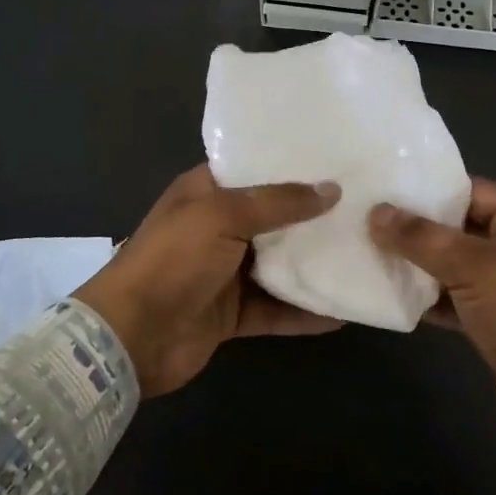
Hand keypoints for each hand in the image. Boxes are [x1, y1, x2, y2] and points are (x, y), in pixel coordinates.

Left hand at [74, 164, 342, 396]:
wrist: (131, 337)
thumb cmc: (173, 260)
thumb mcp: (223, 216)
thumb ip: (277, 202)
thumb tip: (331, 190)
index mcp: (206, 193)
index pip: (254, 168)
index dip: (290, 163)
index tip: (336, 158)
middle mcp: (218, 227)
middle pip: (273, 217)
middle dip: (312, 214)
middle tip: (364, 204)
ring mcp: (225, 272)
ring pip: (279, 263)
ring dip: (313, 263)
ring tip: (363, 254)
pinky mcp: (233, 312)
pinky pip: (277, 308)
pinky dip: (305, 311)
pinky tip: (343, 311)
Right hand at [369, 179, 495, 460]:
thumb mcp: (475, 269)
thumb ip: (423, 238)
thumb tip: (377, 212)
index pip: (470, 190)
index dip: (429, 189)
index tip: (385, 189)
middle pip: (458, 226)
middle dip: (416, 227)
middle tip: (369, 221)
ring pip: (453, 263)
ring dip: (418, 263)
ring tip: (372, 253)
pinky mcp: (495, 320)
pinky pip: (454, 297)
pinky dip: (429, 297)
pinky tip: (392, 294)